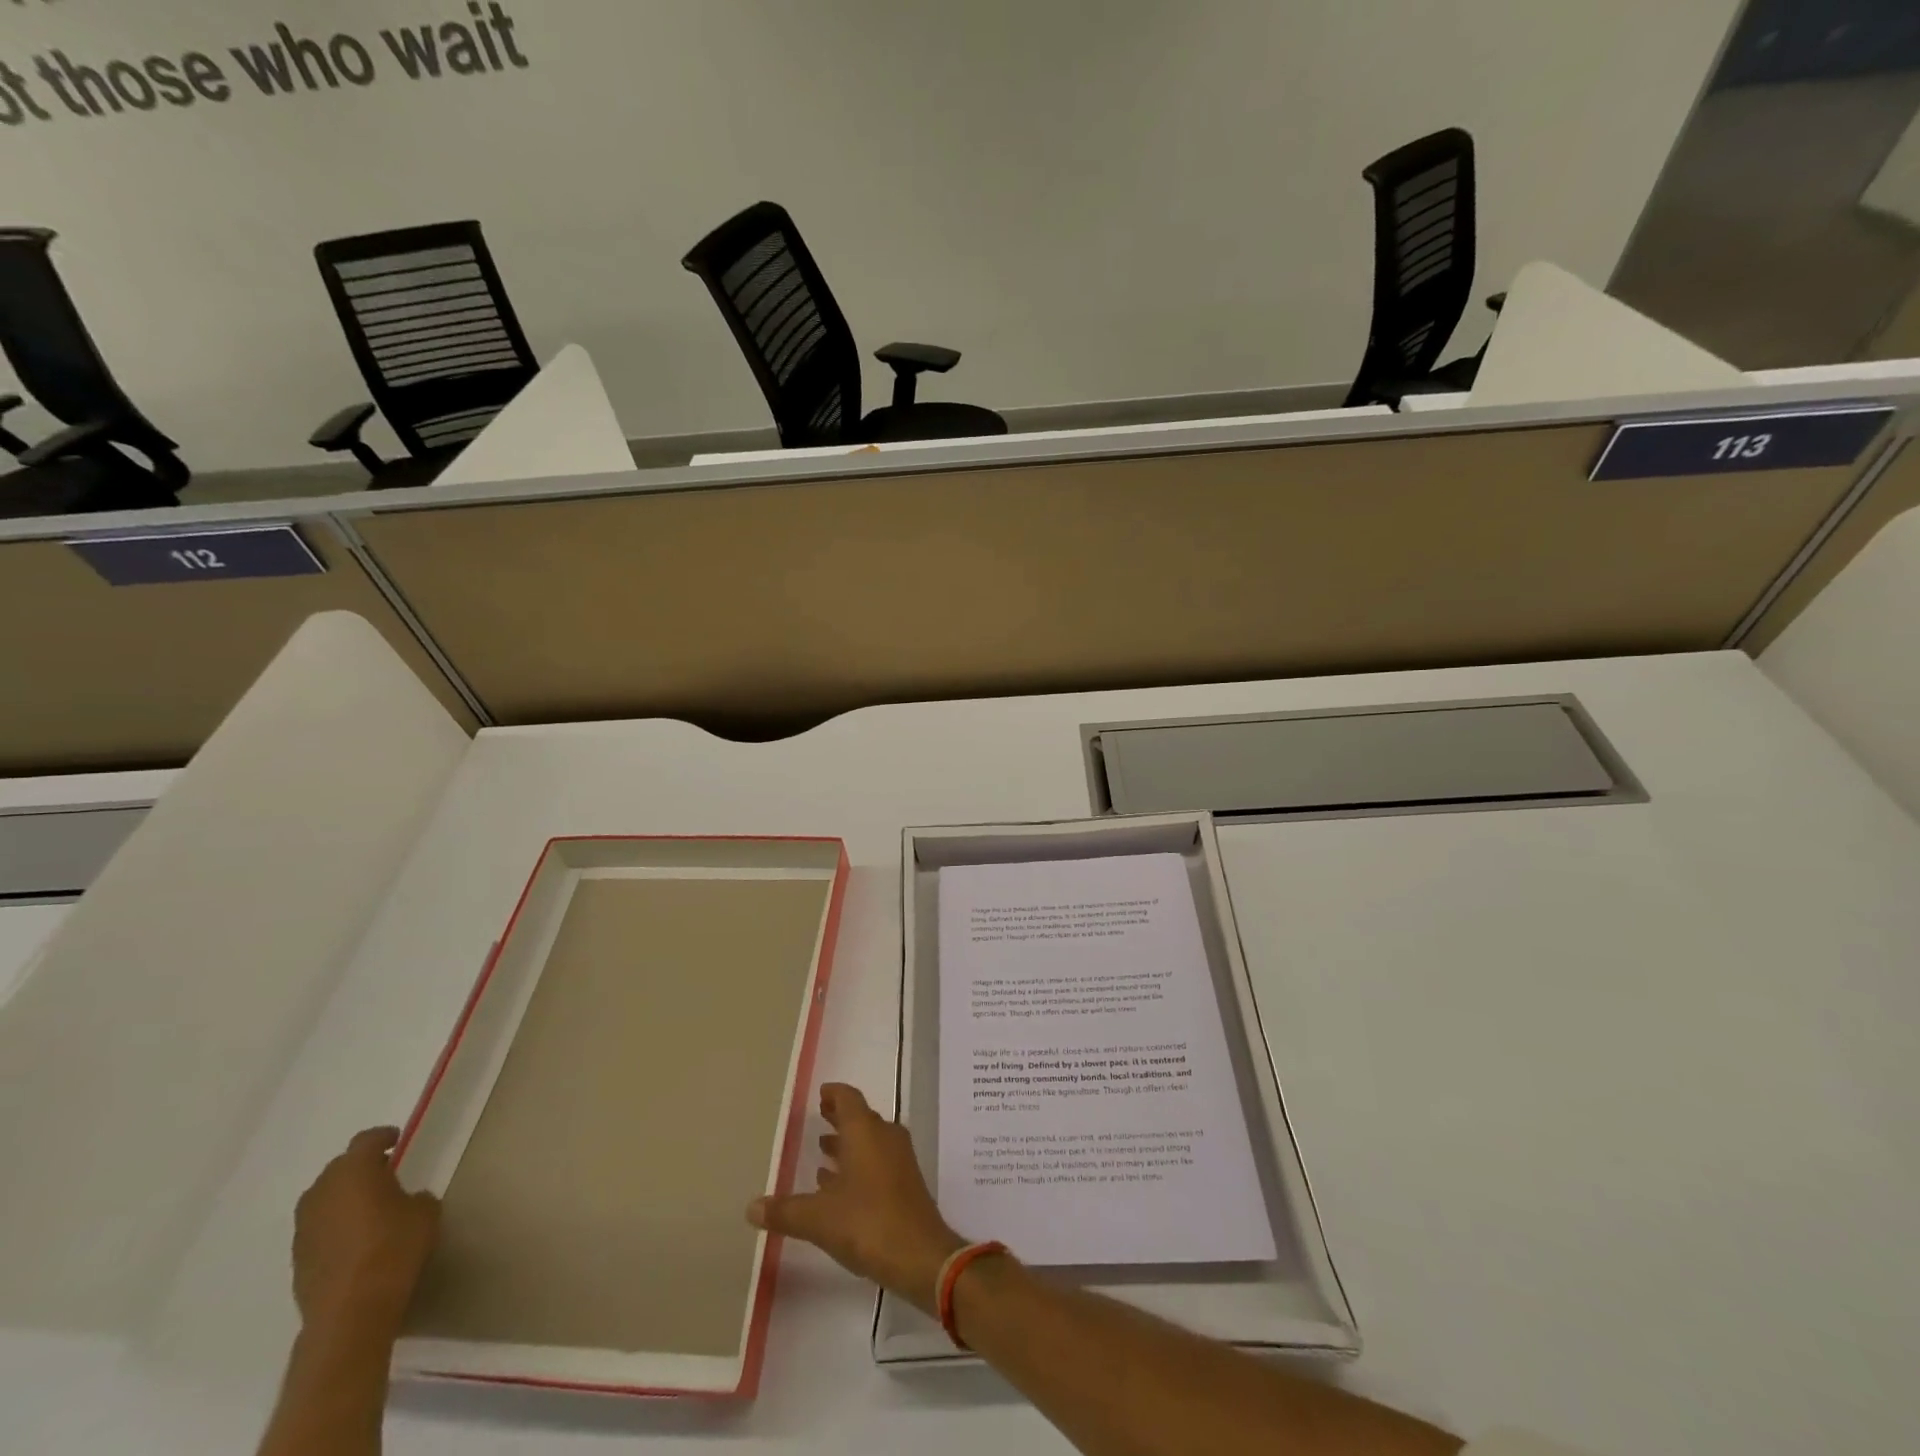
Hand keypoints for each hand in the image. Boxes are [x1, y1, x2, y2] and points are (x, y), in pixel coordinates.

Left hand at [292, 1126, 440, 1337]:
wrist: (351, 1311)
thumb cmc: (395, 1247)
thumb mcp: (425, 1211)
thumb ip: (414, 1196)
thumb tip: (405, 1200)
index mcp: (355, 1172)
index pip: (365, 1141)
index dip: (382, 1137)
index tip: (396, 1139)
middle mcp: (322, 1193)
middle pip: (338, 1168)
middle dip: (359, 1166)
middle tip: (384, 1172)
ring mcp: (304, 1228)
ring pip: (323, 1198)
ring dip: (342, 1196)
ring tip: (367, 1205)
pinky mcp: (297, 1258)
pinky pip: (317, 1226)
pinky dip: (333, 1223)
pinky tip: (353, 1237)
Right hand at [747, 1083, 965, 1314]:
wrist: (920, 1256)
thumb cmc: (868, 1223)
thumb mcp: (818, 1218)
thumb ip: (785, 1211)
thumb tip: (750, 1207)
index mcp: (865, 1131)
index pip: (849, 1098)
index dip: (834, 1094)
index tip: (820, 1093)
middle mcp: (884, 1137)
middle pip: (860, 1117)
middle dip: (839, 1117)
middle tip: (819, 1117)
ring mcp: (898, 1160)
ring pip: (869, 1141)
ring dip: (848, 1143)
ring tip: (823, 1151)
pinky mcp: (904, 1184)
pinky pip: (877, 1162)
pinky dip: (858, 1165)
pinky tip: (838, 1186)